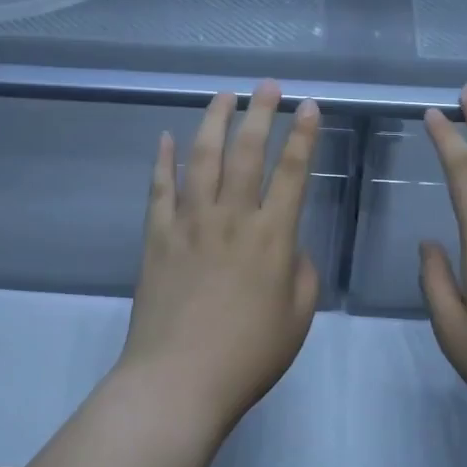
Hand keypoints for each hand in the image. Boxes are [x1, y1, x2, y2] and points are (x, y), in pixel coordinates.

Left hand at [114, 81, 321, 438]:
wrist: (179, 380)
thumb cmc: (248, 356)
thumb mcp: (297, 318)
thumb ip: (301, 273)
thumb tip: (289, 245)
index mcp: (272, 237)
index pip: (293, 173)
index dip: (304, 136)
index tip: (309, 106)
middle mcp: (231, 218)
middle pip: (247, 153)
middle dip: (261, 114)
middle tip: (267, 86)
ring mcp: (189, 224)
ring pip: (201, 159)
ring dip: (214, 123)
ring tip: (223, 96)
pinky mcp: (157, 237)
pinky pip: (159, 189)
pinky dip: (162, 160)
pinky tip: (165, 137)